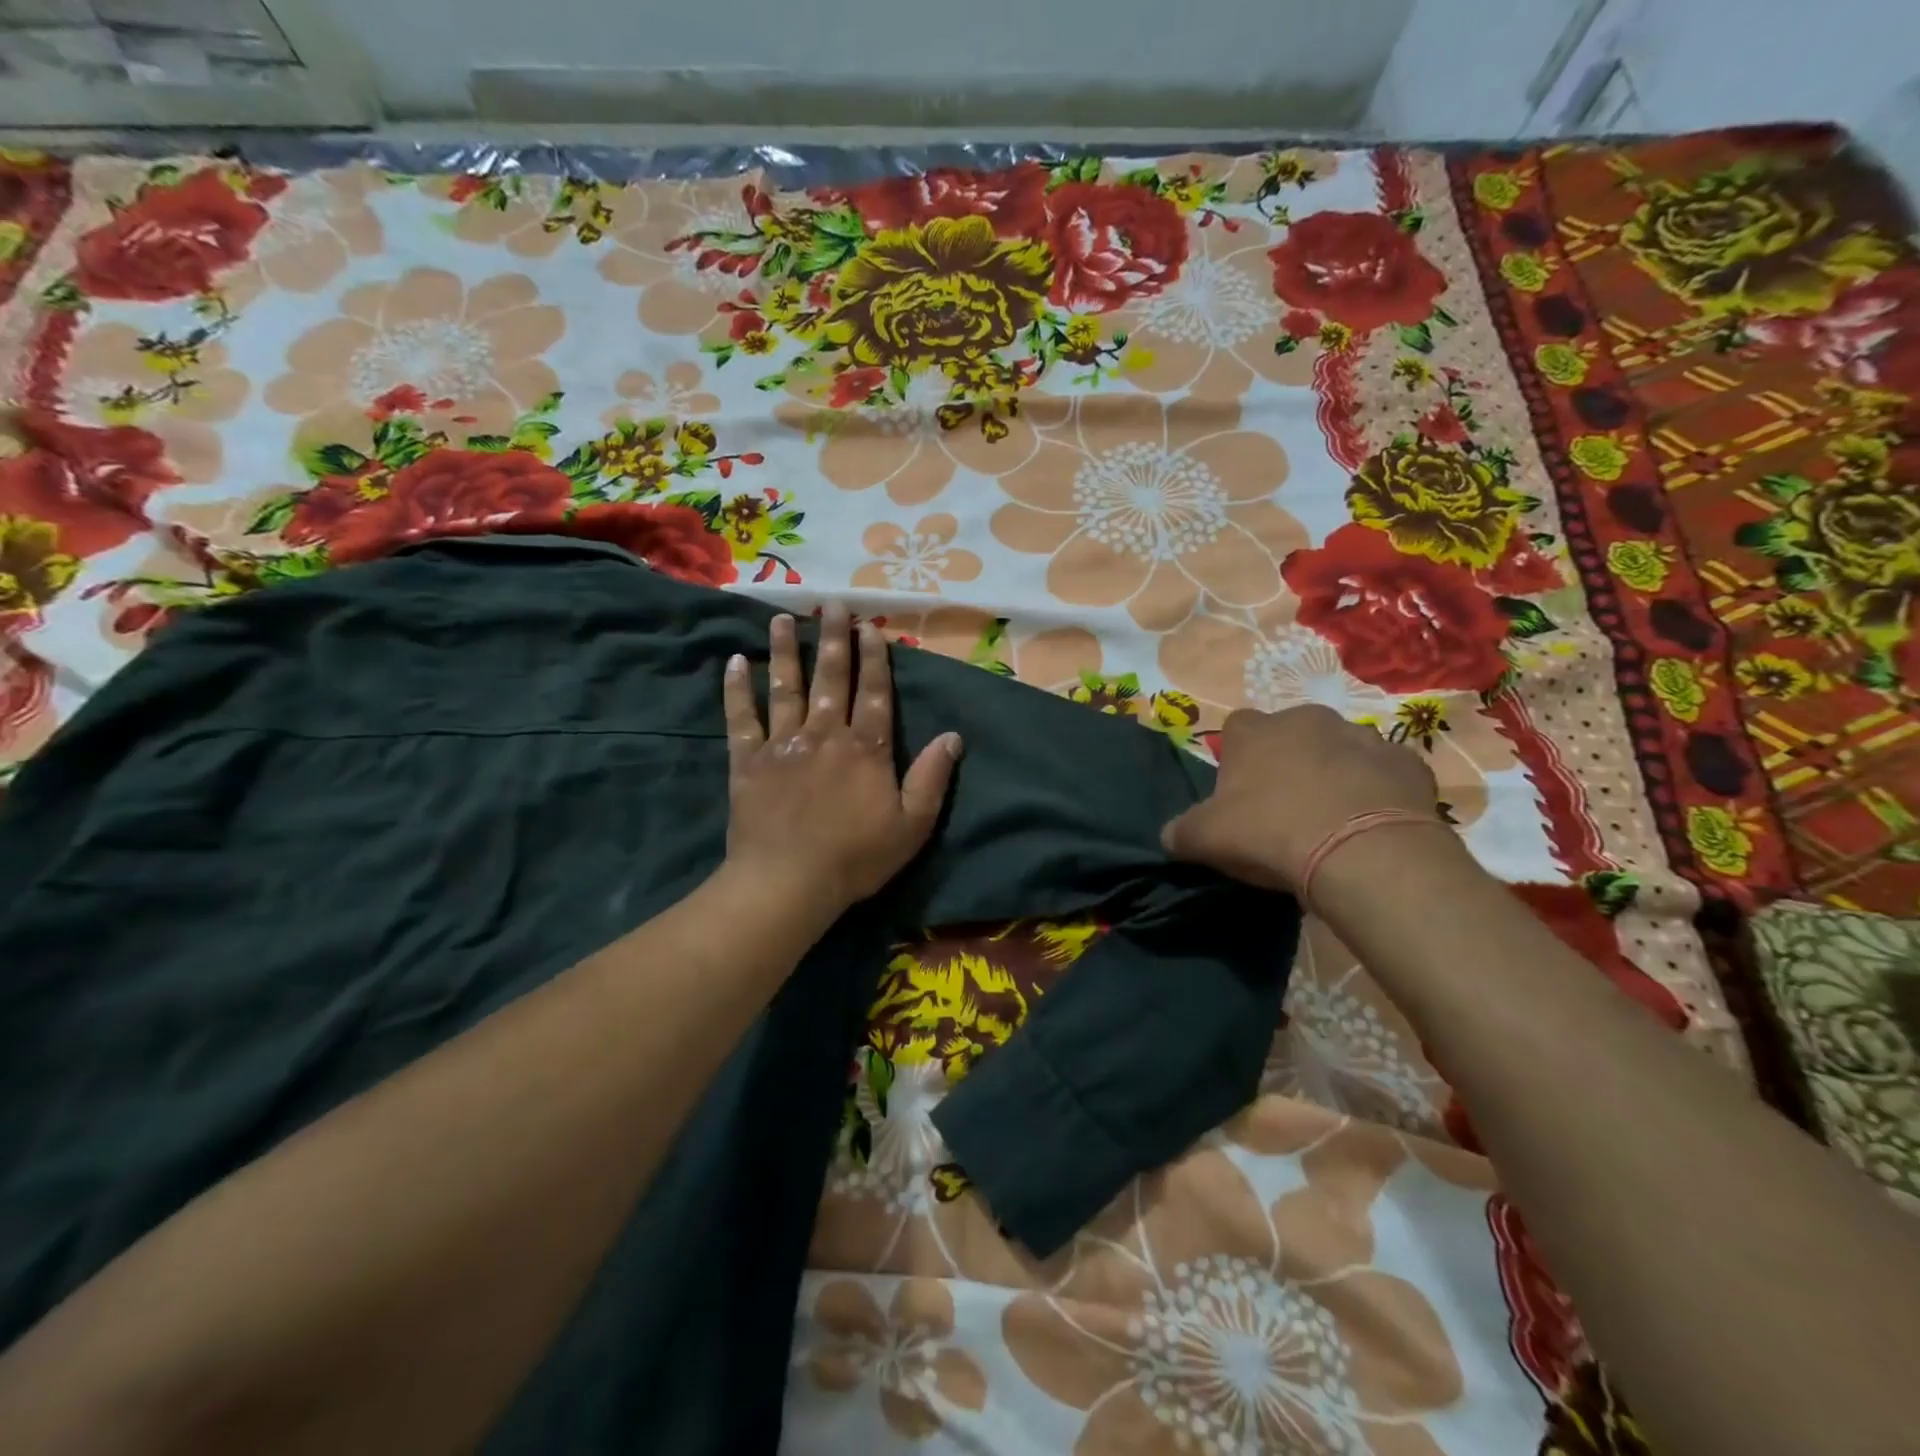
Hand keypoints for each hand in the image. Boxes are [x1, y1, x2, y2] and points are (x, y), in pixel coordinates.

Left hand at [722, 603, 961, 911]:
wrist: (789, 882)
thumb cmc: (856, 857)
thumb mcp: (912, 825)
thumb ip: (932, 778)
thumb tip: (953, 736)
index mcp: (866, 748)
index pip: (875, 693)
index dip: (875, 659)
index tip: (872, 628)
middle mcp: (825, 734)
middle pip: (831, 678)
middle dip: (833, 639)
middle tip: (832, 605)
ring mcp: (783, 744)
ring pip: (785, 687)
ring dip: (785, 651)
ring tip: (782, 618)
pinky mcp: (748, 760)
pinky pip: (741, 718)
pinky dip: (737, 690)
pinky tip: (734, 662)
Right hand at [1161, 705, 1446, 893]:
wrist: (1362, 852)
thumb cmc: (1271, 833)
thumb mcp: (1206, 839)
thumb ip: (1181, 832)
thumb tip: (1170, 835)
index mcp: (1255, 732)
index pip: (1236, 729)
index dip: (1236, 759)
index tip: (1239, 794)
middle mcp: (1307, 720)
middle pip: (1290, 734)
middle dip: (1287, 761)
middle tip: (1285, 808)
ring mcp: (1362, 736)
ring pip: (1340, 749)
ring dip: (1334, 773)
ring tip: (1332, 819)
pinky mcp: (1407, 762)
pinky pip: (1384, 773)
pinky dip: (1377, 791)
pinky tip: (1371, 824)